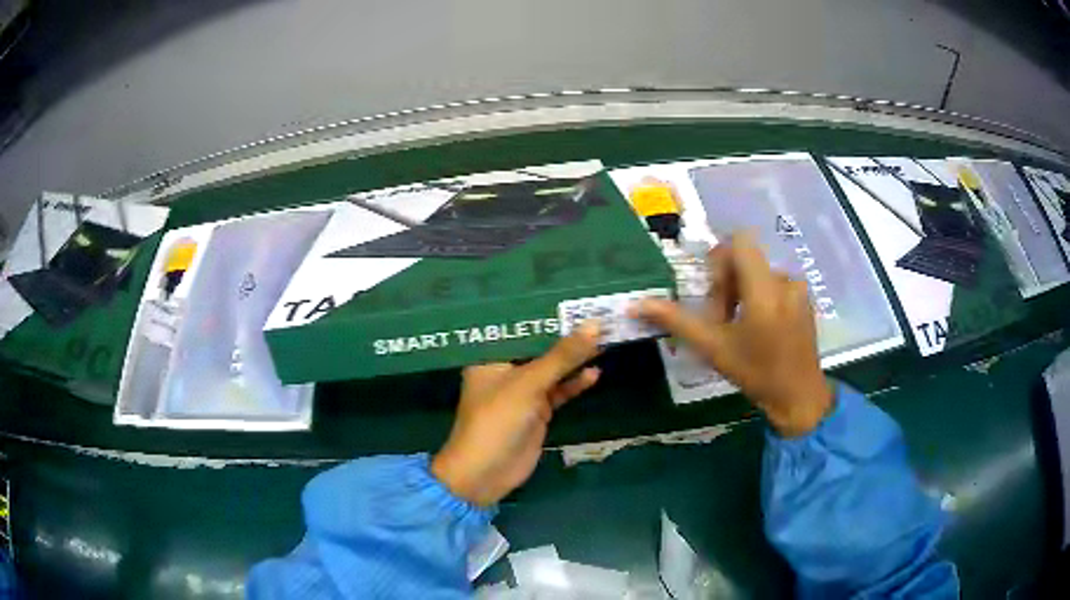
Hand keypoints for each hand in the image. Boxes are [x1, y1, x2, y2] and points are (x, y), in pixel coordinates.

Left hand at [431, 322, 600, 505]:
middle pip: (540, 346)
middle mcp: (506, 369)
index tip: (573, 296)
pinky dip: (575, 383)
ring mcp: (523, 391)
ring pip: (553, 368)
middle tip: (597, 313)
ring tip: (604, 338)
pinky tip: (595, 372)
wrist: (486, 473)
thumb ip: (562, 356)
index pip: (521, 325)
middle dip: (566, 333)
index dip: (546, 312)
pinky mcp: (537, 411)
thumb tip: (594, 325)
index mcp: (491, 355)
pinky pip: (559, 391)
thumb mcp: (529, 384)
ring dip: (575, 358)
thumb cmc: (497, 420)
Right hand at [636, 232, 832, 436]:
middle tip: (721, 321)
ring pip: (759, 274)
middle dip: (728, 284)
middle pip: (746, 260)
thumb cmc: (756, 373)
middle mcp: (785, 280)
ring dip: (743, 293)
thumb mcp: (713, 348)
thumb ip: (676, 321)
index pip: (739, 242)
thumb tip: (636, 305)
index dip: (719, 261)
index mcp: (764, 288)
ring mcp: (799, 290)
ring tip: (739, 328)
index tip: (714, 294)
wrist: (799, 398)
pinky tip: (760, 330)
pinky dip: (761, 298)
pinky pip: (776, 284)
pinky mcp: (805, 300)